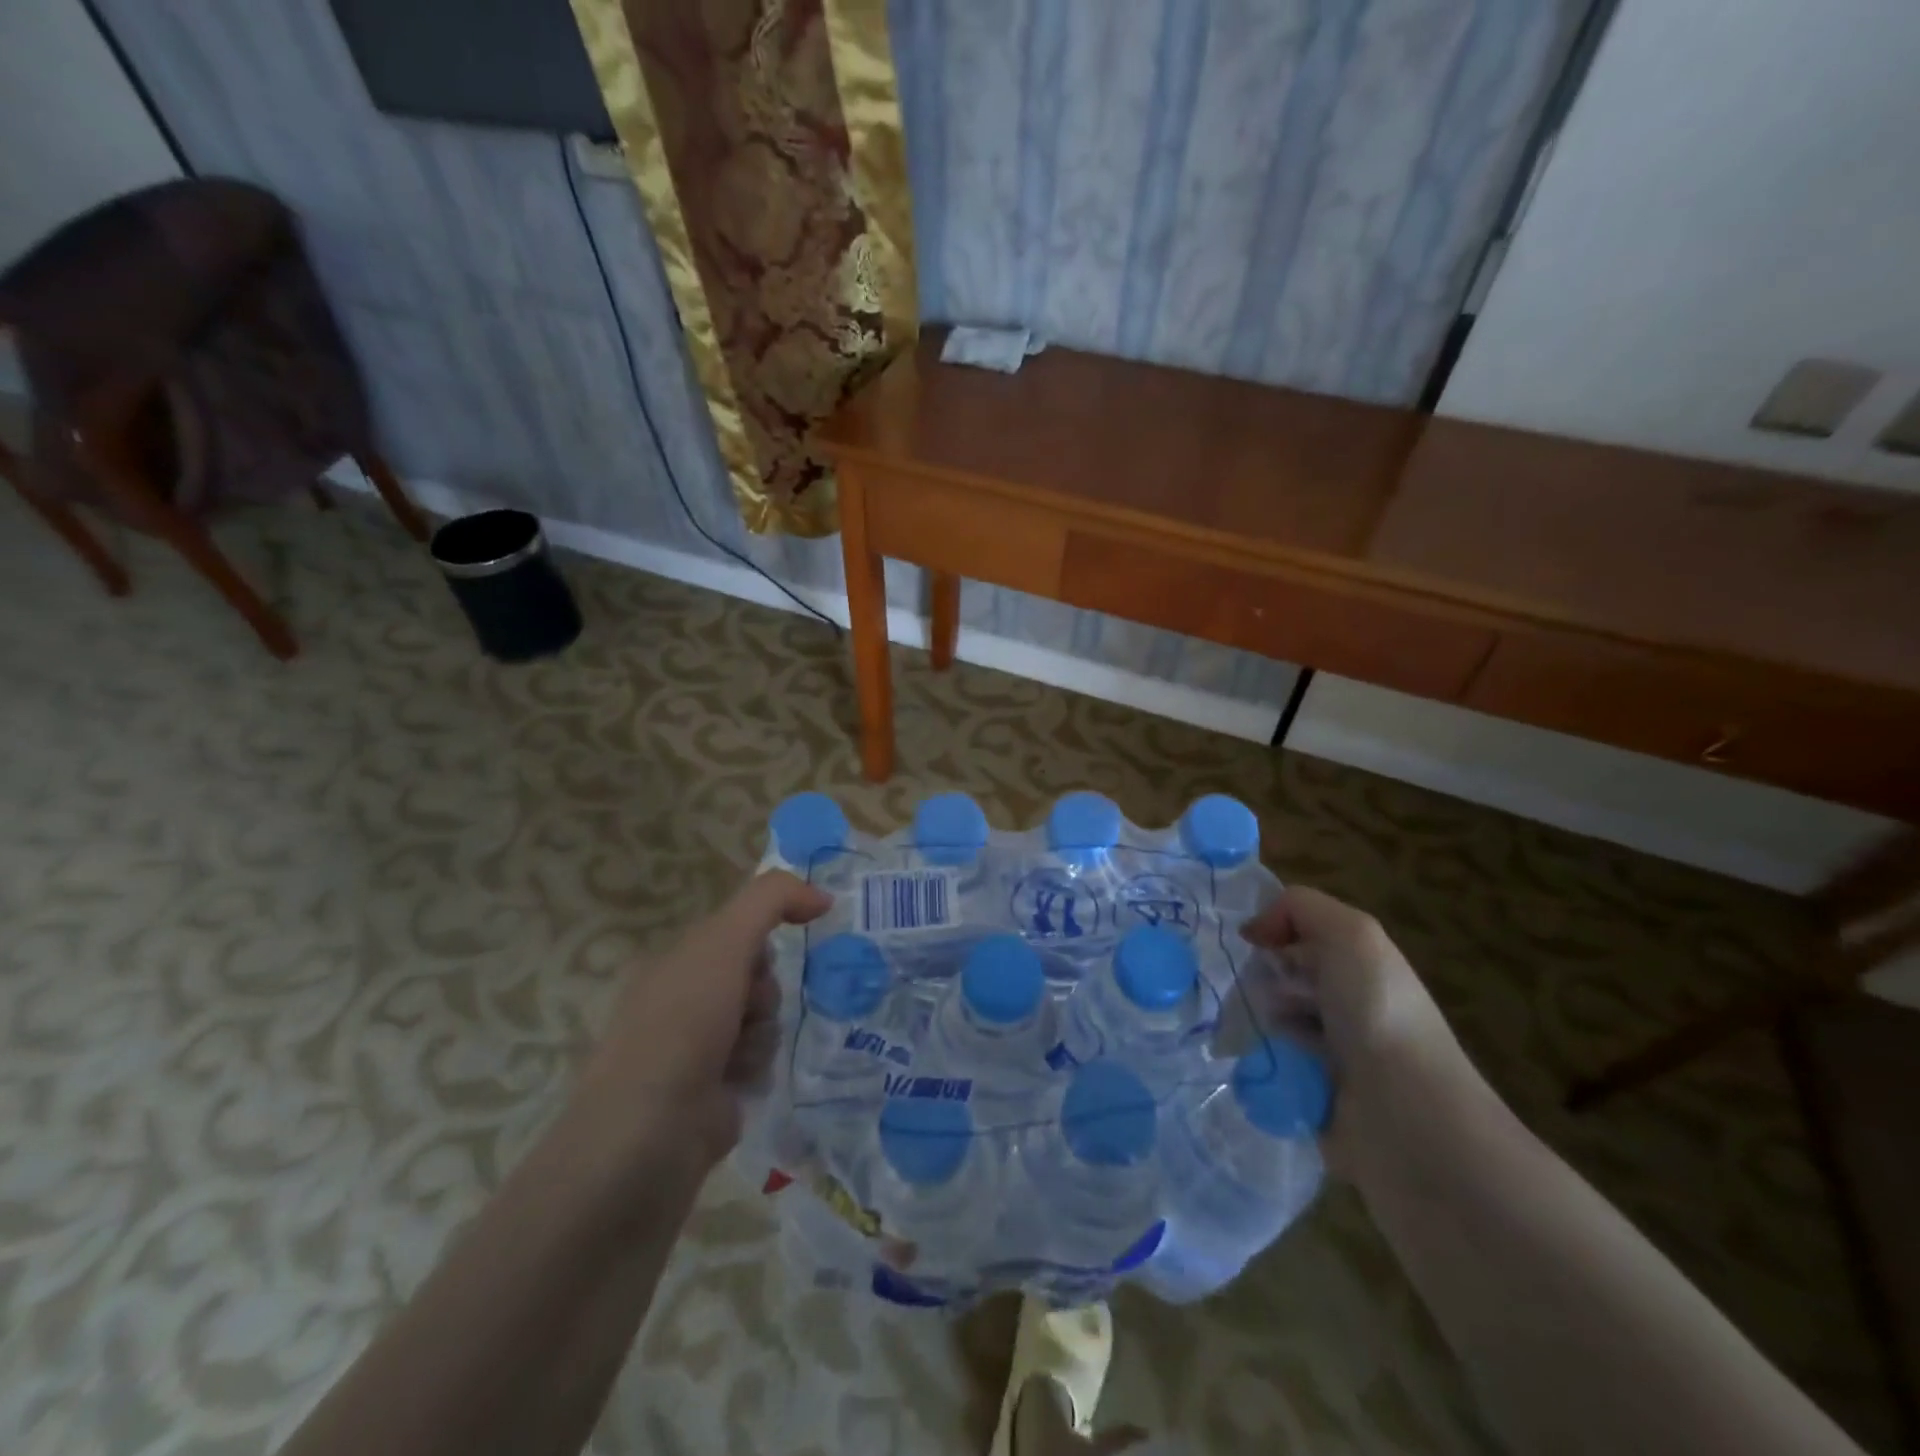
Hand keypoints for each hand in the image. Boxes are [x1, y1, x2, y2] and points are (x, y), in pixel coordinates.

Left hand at [572, 871, 831, 1174]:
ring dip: (763, 1030)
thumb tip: (821, 896)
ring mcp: (696, 1047)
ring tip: (739, 1053)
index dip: (764, 934)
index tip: (792, 941)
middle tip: (749, 1004)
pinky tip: (739, 1081)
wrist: (652, 1131)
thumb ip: (772, 900)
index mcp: (675, 962)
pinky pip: (759, 1057)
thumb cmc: (683, 1024)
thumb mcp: (724, 941)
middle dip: (763, 988)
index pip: (737, 930)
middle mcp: (682, 999)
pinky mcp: (714, 1088)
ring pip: (763, 1016)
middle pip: (756, 973)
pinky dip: (757, 1065)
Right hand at [1242, 885, 1464, 1168]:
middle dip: (1258, 978)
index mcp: (1359, 965)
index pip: (1296, 933)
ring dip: (1253, 1019)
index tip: (1252, 944)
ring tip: (1257, 1032)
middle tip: (1262, 995)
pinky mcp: (1308, 1094)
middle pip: (1275, 974)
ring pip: (1265, 1017)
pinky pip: (1262, 1063)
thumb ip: (1299, 908)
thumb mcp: (1351, 935)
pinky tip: (1256, 1062)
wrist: (1406, 1119)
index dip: (1270, 931)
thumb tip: (1253, 932)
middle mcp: (1344, 1004)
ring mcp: (1327, 1053)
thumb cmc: (1379, 1015)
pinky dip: (1254, 1060)